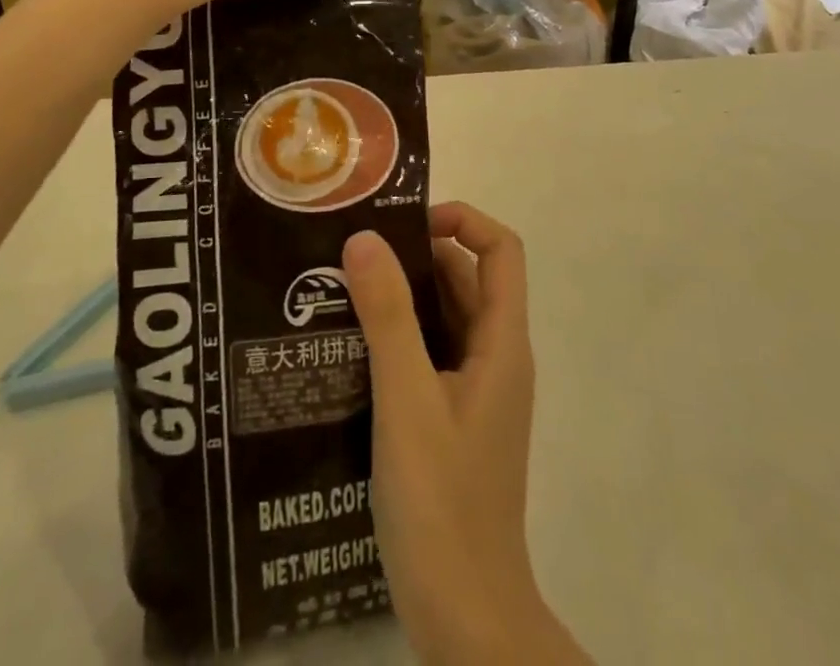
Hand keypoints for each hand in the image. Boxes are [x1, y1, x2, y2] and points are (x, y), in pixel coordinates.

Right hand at [344, 204, 588, 664]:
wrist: (466, 618)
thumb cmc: (442, 504)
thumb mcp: (407, 400)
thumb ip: (387, 316)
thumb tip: (364, 237)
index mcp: (501, 343)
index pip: (501, 250)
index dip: (462, 220)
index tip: (404, 224)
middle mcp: (495, 357)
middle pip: (465, 278)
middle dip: (415, 255)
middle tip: (351, 250)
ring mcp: (474, 391)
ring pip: (443, 317)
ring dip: (400, 296)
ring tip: (338, 288)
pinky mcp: (451, 419)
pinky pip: (428, 354)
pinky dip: (396, 336)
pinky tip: (347, 346)